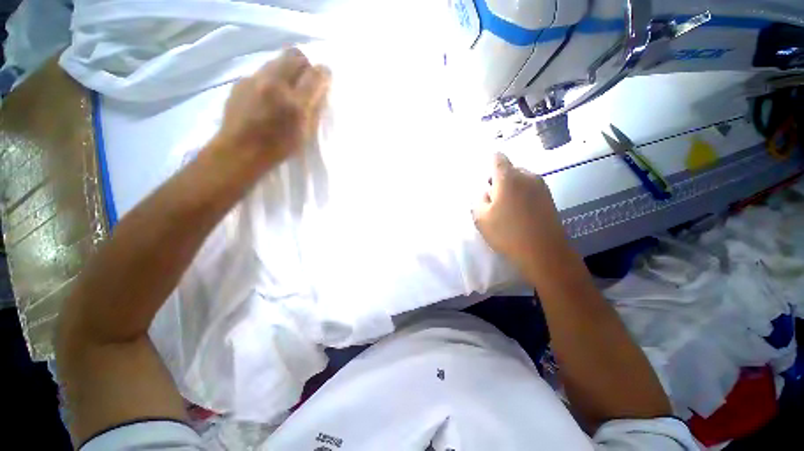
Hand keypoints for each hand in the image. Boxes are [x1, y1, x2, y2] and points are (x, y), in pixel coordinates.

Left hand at [211, 48, 330, 170]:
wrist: (240, 151)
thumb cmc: (278, 148)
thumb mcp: (304, 133)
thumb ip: (313, 109)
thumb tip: (319, 90)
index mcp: (295, 103)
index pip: (315, 74)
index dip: (324, 73)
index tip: (325, 77)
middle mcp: (274, 84)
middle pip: (294, 56)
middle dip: (305, 65)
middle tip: (307, 79)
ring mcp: (254, 79)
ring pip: (276, 61)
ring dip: (287, 70)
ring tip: (287, 88)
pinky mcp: (241, 82)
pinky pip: (262, 72)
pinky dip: (271, 79)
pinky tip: (268, 96)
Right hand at [472, 153, 568, 272]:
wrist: (544, 252)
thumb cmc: (507, 233)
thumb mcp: (481, 218)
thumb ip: (479, 200)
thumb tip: (487, 192)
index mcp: (508, 178)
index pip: (497, 158)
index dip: (489, 163)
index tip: (485, 179)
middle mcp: (527, 176)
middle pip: (509, 169)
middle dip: (499, 180)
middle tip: (492, 199)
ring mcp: (541, 186)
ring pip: (520, 179)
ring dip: (510, 188)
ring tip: (506, 208)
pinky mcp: (549, 197)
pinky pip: (529, 188)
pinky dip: (521, 195)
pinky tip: (519, 213)